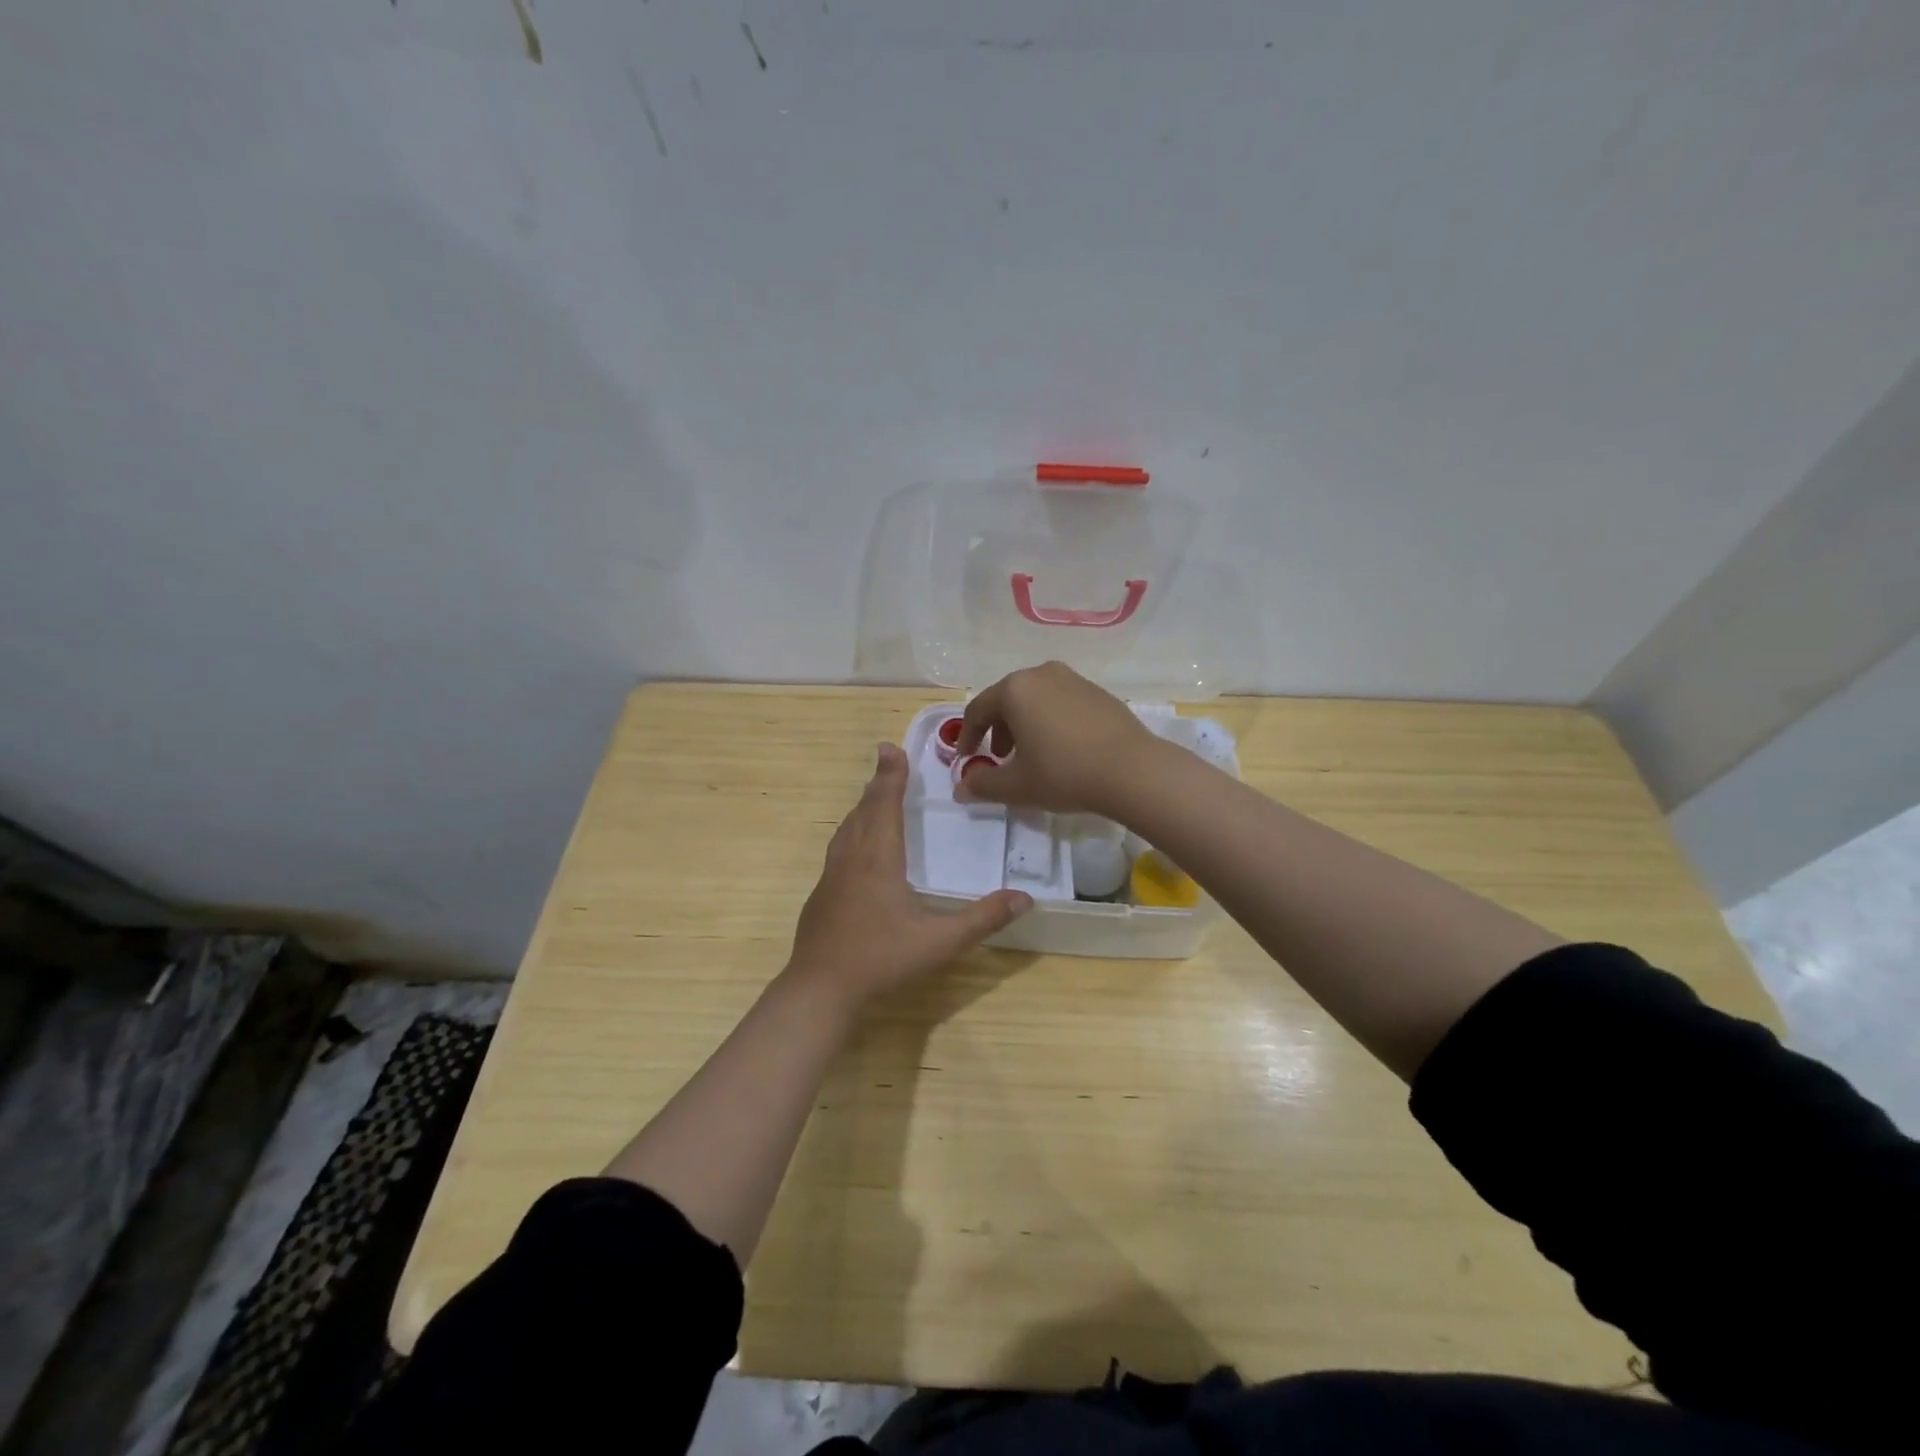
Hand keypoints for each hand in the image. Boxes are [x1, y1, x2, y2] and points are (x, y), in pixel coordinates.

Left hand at [790, 743, 1032, 1003]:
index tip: (891, 748)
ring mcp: (831, 877)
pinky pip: (839, 848)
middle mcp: (851, 859)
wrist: (820, 989)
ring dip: (862, 806)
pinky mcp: (821, 895)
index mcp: (878, 859)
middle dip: (878, 784)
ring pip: (847, 829)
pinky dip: (852, 831)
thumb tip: (1025, 899)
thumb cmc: (881, 960)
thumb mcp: (940, 942)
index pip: (884, 805)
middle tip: (888, 762)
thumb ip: (982, 919)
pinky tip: (858, 848)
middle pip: (863, 810)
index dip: (890, 776)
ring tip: (874, 795)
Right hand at [955, 661, 1160, 814]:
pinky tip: (1063, 749)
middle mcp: (1042, 674)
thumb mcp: (1017, 786)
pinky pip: (1062, 703)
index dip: (967, 736)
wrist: (1133, 771)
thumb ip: (983, 784)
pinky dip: (1051, 721)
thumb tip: (961, 788)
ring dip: (1025, 725)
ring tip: (1032, 755)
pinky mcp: (1099, 692)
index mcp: (1015, 689)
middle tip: (1000, 757)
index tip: (967, 758)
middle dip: (998, 729)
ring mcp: (1074, 679)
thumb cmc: (1064, 773)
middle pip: (1007, 700)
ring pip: (1036, 699)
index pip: (978, 710)